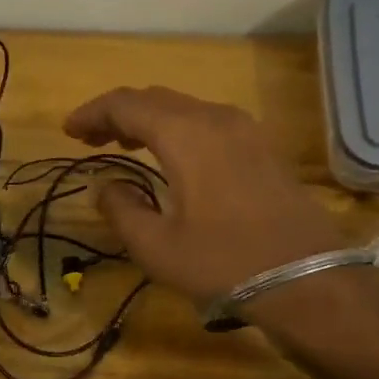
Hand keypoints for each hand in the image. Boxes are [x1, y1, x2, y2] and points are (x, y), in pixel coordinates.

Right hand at [63, 86, 343, 306]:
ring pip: (184, 108)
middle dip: (118, 113)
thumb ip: (120, 209)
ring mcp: (245, 129)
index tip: (68, 130)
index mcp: (185, 134)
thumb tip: (106, 184)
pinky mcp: (262, 147)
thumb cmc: (224, 263)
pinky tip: (171, 155)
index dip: (92, 112)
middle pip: (155, 99)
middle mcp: (215, 118)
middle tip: (90, 138)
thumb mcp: (156, 246)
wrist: (309, 280)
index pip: (126, 104)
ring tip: (123, 144)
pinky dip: (177, 129)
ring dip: (149, 120)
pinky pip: (208, 122)